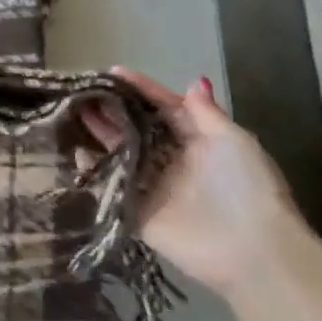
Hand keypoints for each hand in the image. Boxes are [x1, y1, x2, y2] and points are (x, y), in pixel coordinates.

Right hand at [87, 70, 309, 300]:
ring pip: (119, 152)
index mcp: (198, 141)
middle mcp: (171, 160)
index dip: (141, 89)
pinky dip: (93, 169)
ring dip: (99, 132)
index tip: (112, 72)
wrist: (250, 248)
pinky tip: (74, 151)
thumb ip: (206, 114)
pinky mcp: (136, 210)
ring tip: (71, 111)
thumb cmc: (246, 187)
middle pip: (136, 128)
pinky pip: (110, 184)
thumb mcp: (233, 141)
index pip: (165, 108)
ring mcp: (152, 185)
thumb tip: (194, 81)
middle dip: (112, 108)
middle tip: (84, 91)